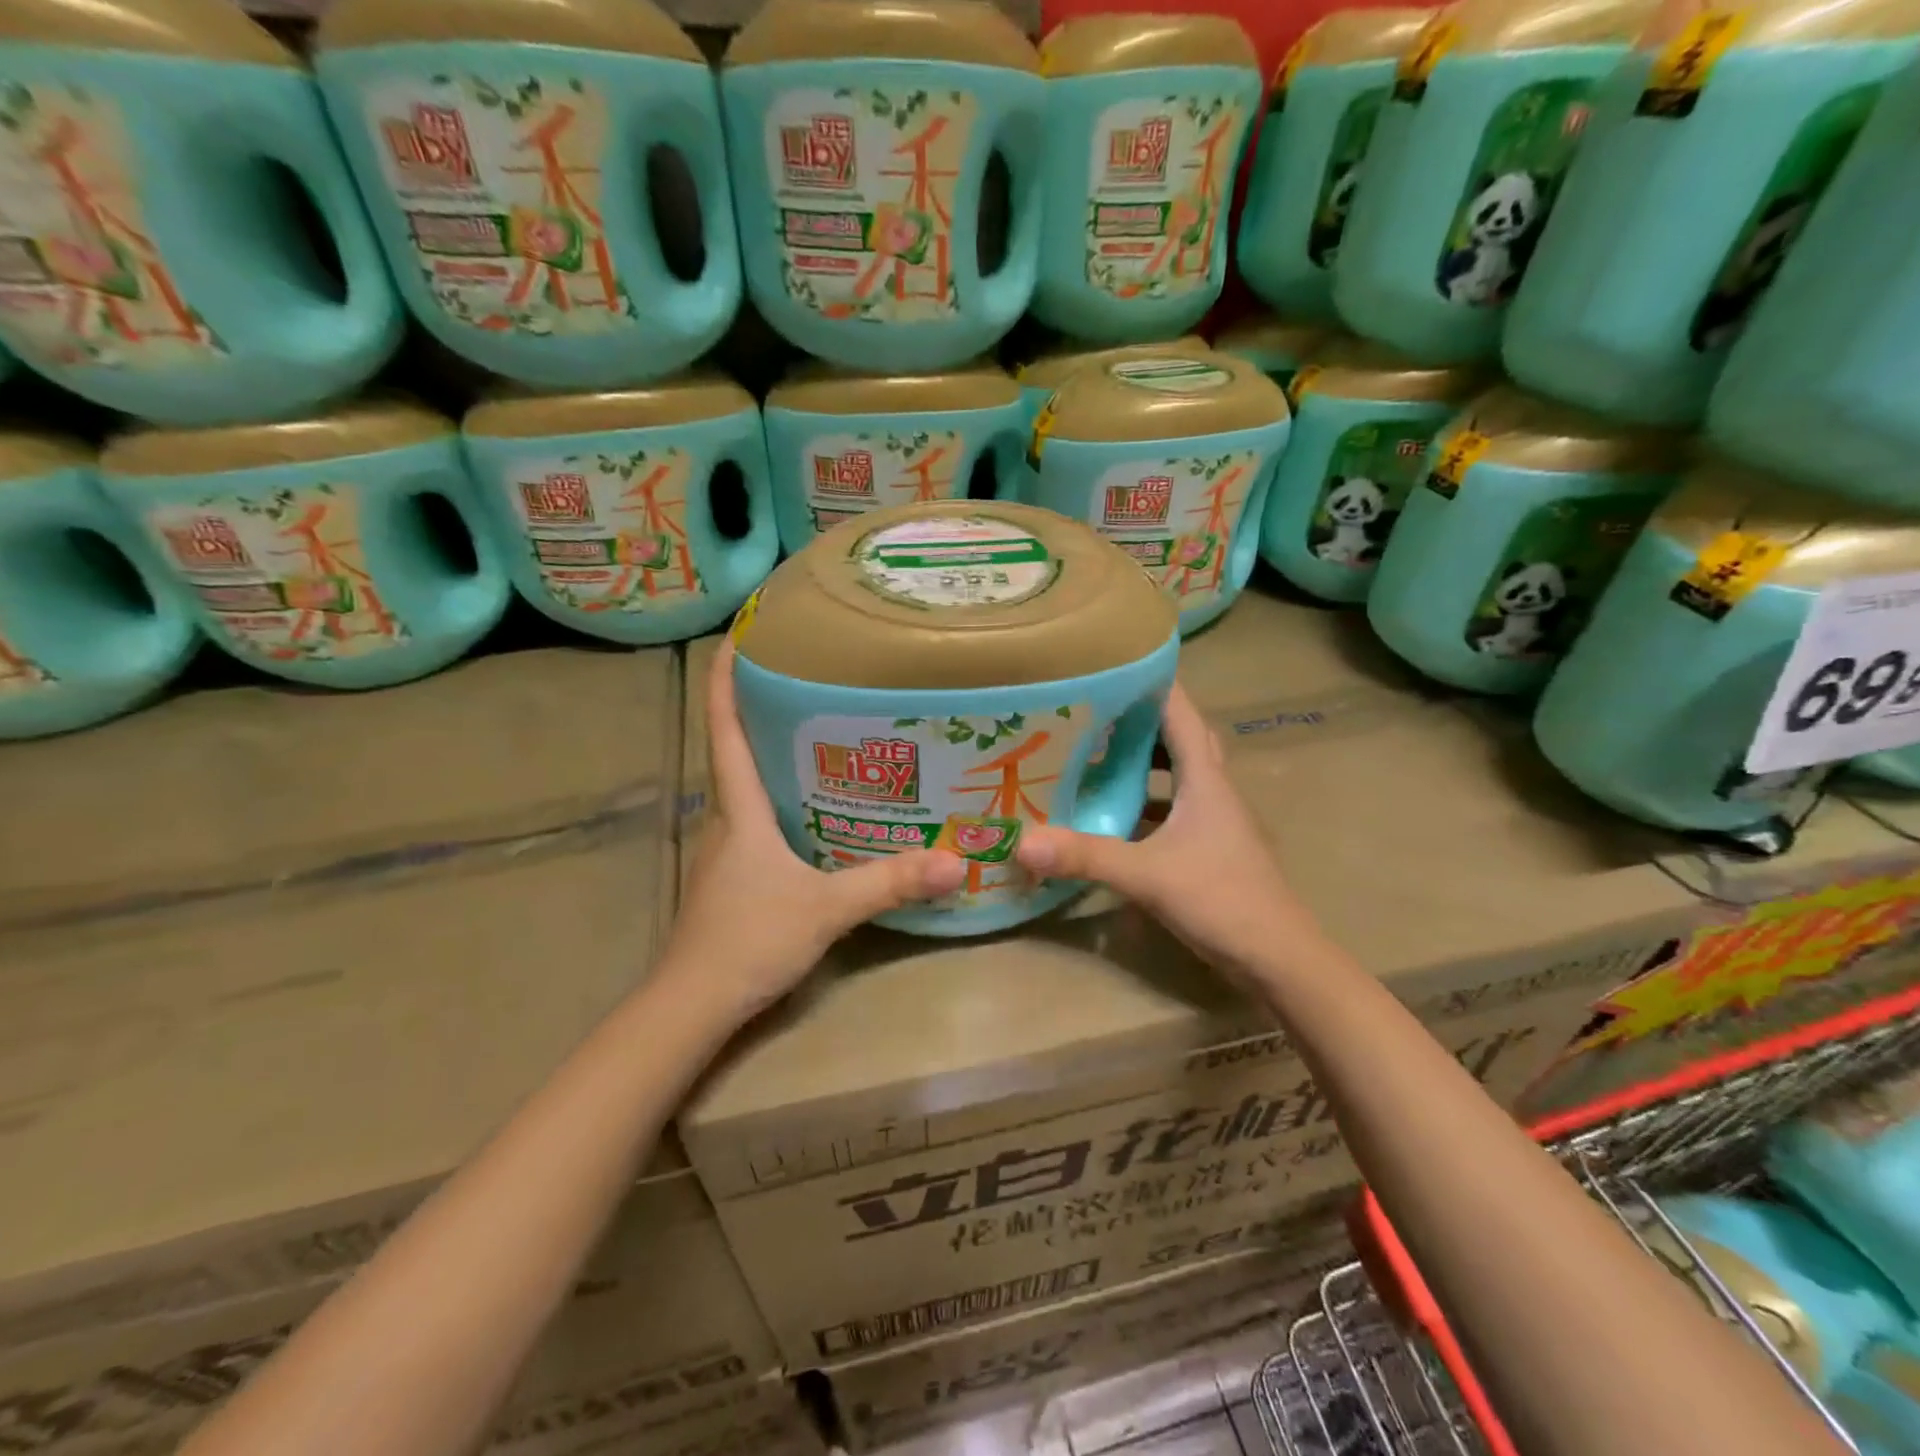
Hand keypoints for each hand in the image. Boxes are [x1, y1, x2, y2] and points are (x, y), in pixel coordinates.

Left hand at [665, 640, 965, 1019]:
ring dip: (776, 756)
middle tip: (814, 681)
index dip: (727, 679)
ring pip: (750, 787)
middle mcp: (727, 819)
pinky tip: (822, 811)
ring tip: (828, 737)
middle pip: (738, 749)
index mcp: (739, 808)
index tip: (741, 634)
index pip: (724, 728)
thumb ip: (888, 882)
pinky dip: (785, 800)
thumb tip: (954, 861)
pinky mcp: (734, 877)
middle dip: (765, 709)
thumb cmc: (748, 939)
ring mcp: (727, 850)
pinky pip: (760, 821)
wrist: (692, 1005)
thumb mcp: (826, 908)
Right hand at [1014, 681, 1322, 985]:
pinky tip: (1113, 815)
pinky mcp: (1208, 848)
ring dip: (1144, 761)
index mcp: (1205, 779)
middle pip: (1180, 738)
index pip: (1182, 712)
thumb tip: (1022, 842)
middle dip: (1142, 720)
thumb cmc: (1222, 900)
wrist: (1278, 959)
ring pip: (1178, 775)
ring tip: (1097, 754)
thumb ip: (1086, 856)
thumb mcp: (1147, 875)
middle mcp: (1213, 790)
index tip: (1113, 662)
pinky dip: (1145, 803)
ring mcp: (1213, 821)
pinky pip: (1173, 809)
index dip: (1153, 683)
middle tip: (1095, 710)